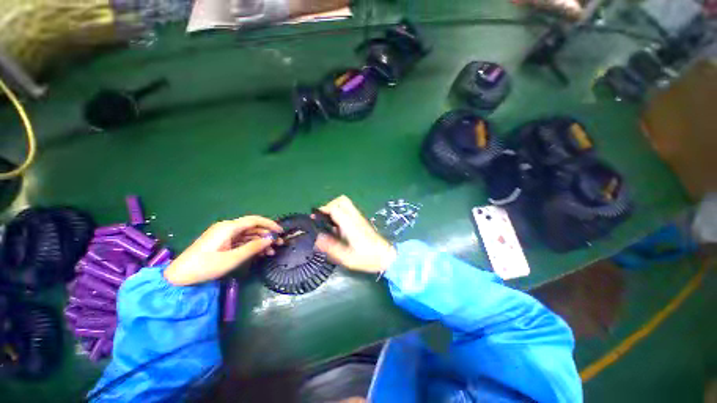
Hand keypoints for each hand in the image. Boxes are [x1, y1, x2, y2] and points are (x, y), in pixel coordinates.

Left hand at [164, 216, 282, 285]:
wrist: (179, 277)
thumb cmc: (205, 266)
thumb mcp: (232, 258)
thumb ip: (253, 247)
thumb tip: (271, 239)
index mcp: (229, 227)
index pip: (254, 220)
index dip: (270, 224)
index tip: (281, 232)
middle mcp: (228, 228)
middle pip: (253, 227)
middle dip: (267, 235)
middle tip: (280, 243)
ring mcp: (224, 235)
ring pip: (248, 235)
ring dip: (261, 242)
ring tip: (272, 252)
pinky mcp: (222, 243)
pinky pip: (241, 241)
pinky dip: (252, 246)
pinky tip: (260, 254)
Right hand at [314, 195, 395, 272]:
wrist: (385, 256)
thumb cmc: (367, 257)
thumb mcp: (346, 257)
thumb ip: (331, 247)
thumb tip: (317, 238)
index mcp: (350, 224)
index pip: (335, 208)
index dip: (323, 210)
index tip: (315, 218)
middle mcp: (355, 216)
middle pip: (342, 200)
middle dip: (329, 206)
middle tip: (323, 218)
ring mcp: (359, 217)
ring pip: (346, 203)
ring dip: (335, 208)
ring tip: (328, 222)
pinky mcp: (361, 220)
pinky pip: (348, 210)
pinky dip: (340, 213)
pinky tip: (337, 227)